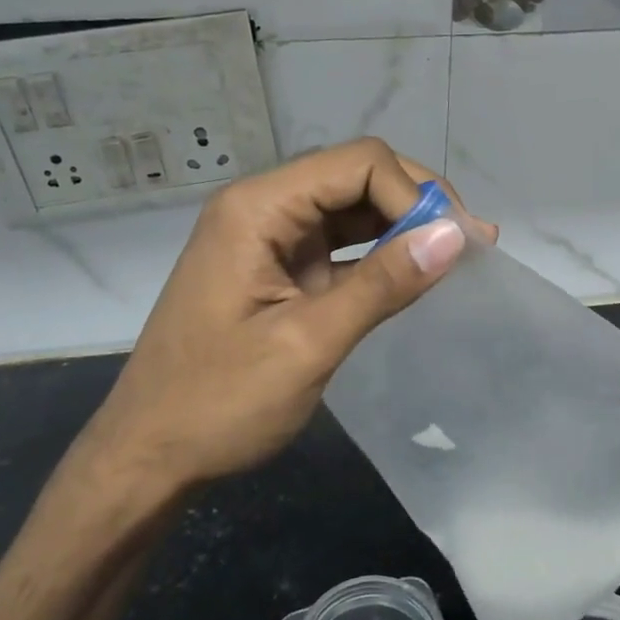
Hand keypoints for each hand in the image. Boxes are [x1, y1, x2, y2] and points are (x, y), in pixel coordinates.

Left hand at [74, 139, 490, 498]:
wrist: (149, 456)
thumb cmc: (218, 403)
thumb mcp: (308, 344)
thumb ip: (383, 285)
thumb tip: (455, 236)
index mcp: (257, 208)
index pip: (358, 164)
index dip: (414, 194)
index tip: (453, 247)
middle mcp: (263, 208)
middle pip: (357, 176)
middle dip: (416, 203)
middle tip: (470, 245)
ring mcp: (270, 239)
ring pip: (353, 209)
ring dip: (404, 227)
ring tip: (458, 256)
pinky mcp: (279, 270)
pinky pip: (341, 245)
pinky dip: (381, 256)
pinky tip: (416, 273)